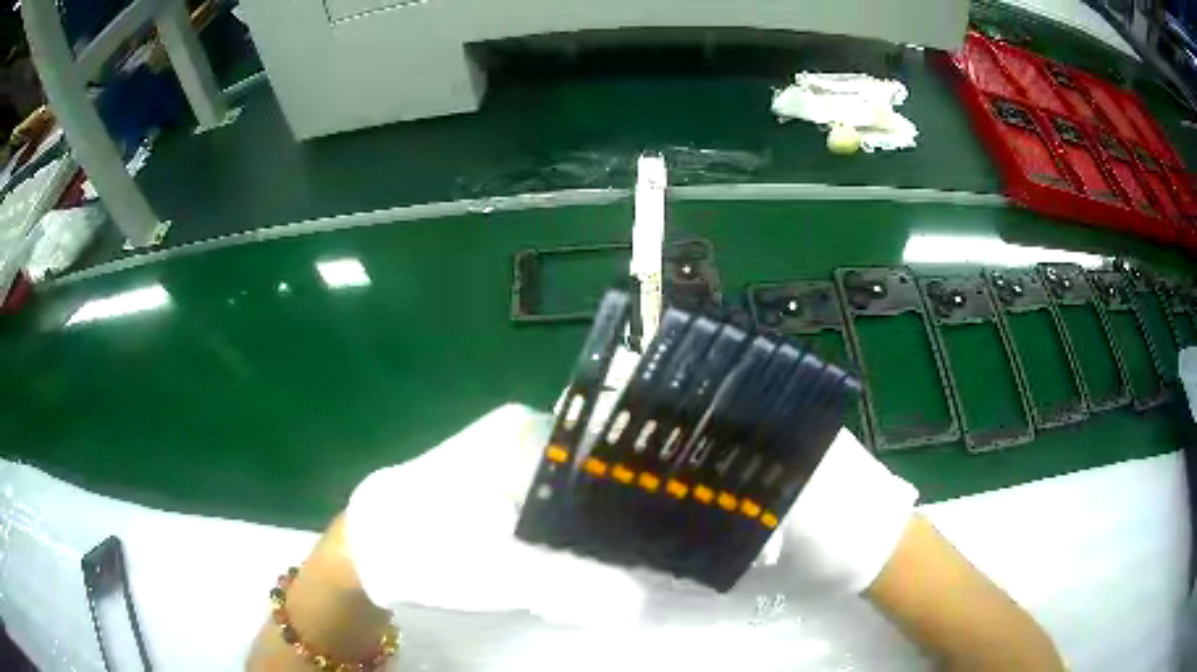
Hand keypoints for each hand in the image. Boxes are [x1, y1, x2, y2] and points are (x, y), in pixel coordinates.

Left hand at [346, 404, 918, 627]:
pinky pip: (573, 501)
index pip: (624, 445)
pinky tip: (605, 560)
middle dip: (653, 507)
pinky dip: (595, 530)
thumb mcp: (500, 572)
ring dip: (623, 523)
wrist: (372, 546)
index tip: (709, 515)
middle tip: (686, 552)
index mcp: (533, 437)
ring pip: (596, 486)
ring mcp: (523, 457)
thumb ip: (573, 587)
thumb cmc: (427, 548)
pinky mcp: (514, 483)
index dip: (670, 479)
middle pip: (617, 463)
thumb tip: (643, 603)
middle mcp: (534, 434)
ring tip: (654, 560)